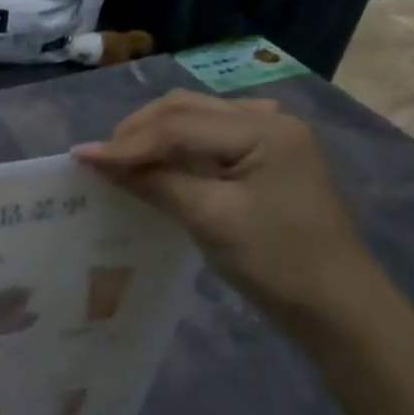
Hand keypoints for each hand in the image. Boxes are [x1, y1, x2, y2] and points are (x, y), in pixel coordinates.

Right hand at [74, 91, 380, 324]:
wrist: (334, 305)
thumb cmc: (275, 261)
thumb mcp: (209, 218)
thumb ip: (154, 182)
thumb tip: (96, 160)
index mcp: (262, 130)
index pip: (177, 125)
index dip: (126, 143)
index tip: (79, 159)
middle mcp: (266, 120)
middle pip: (184, 109)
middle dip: (137, 131)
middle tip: (101, 161)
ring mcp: (267, 137)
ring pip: (193, 118)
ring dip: (153, 135)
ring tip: (121, 162)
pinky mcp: (263, 157)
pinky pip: (206, 136)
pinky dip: (175, 145)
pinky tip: (159, 163)